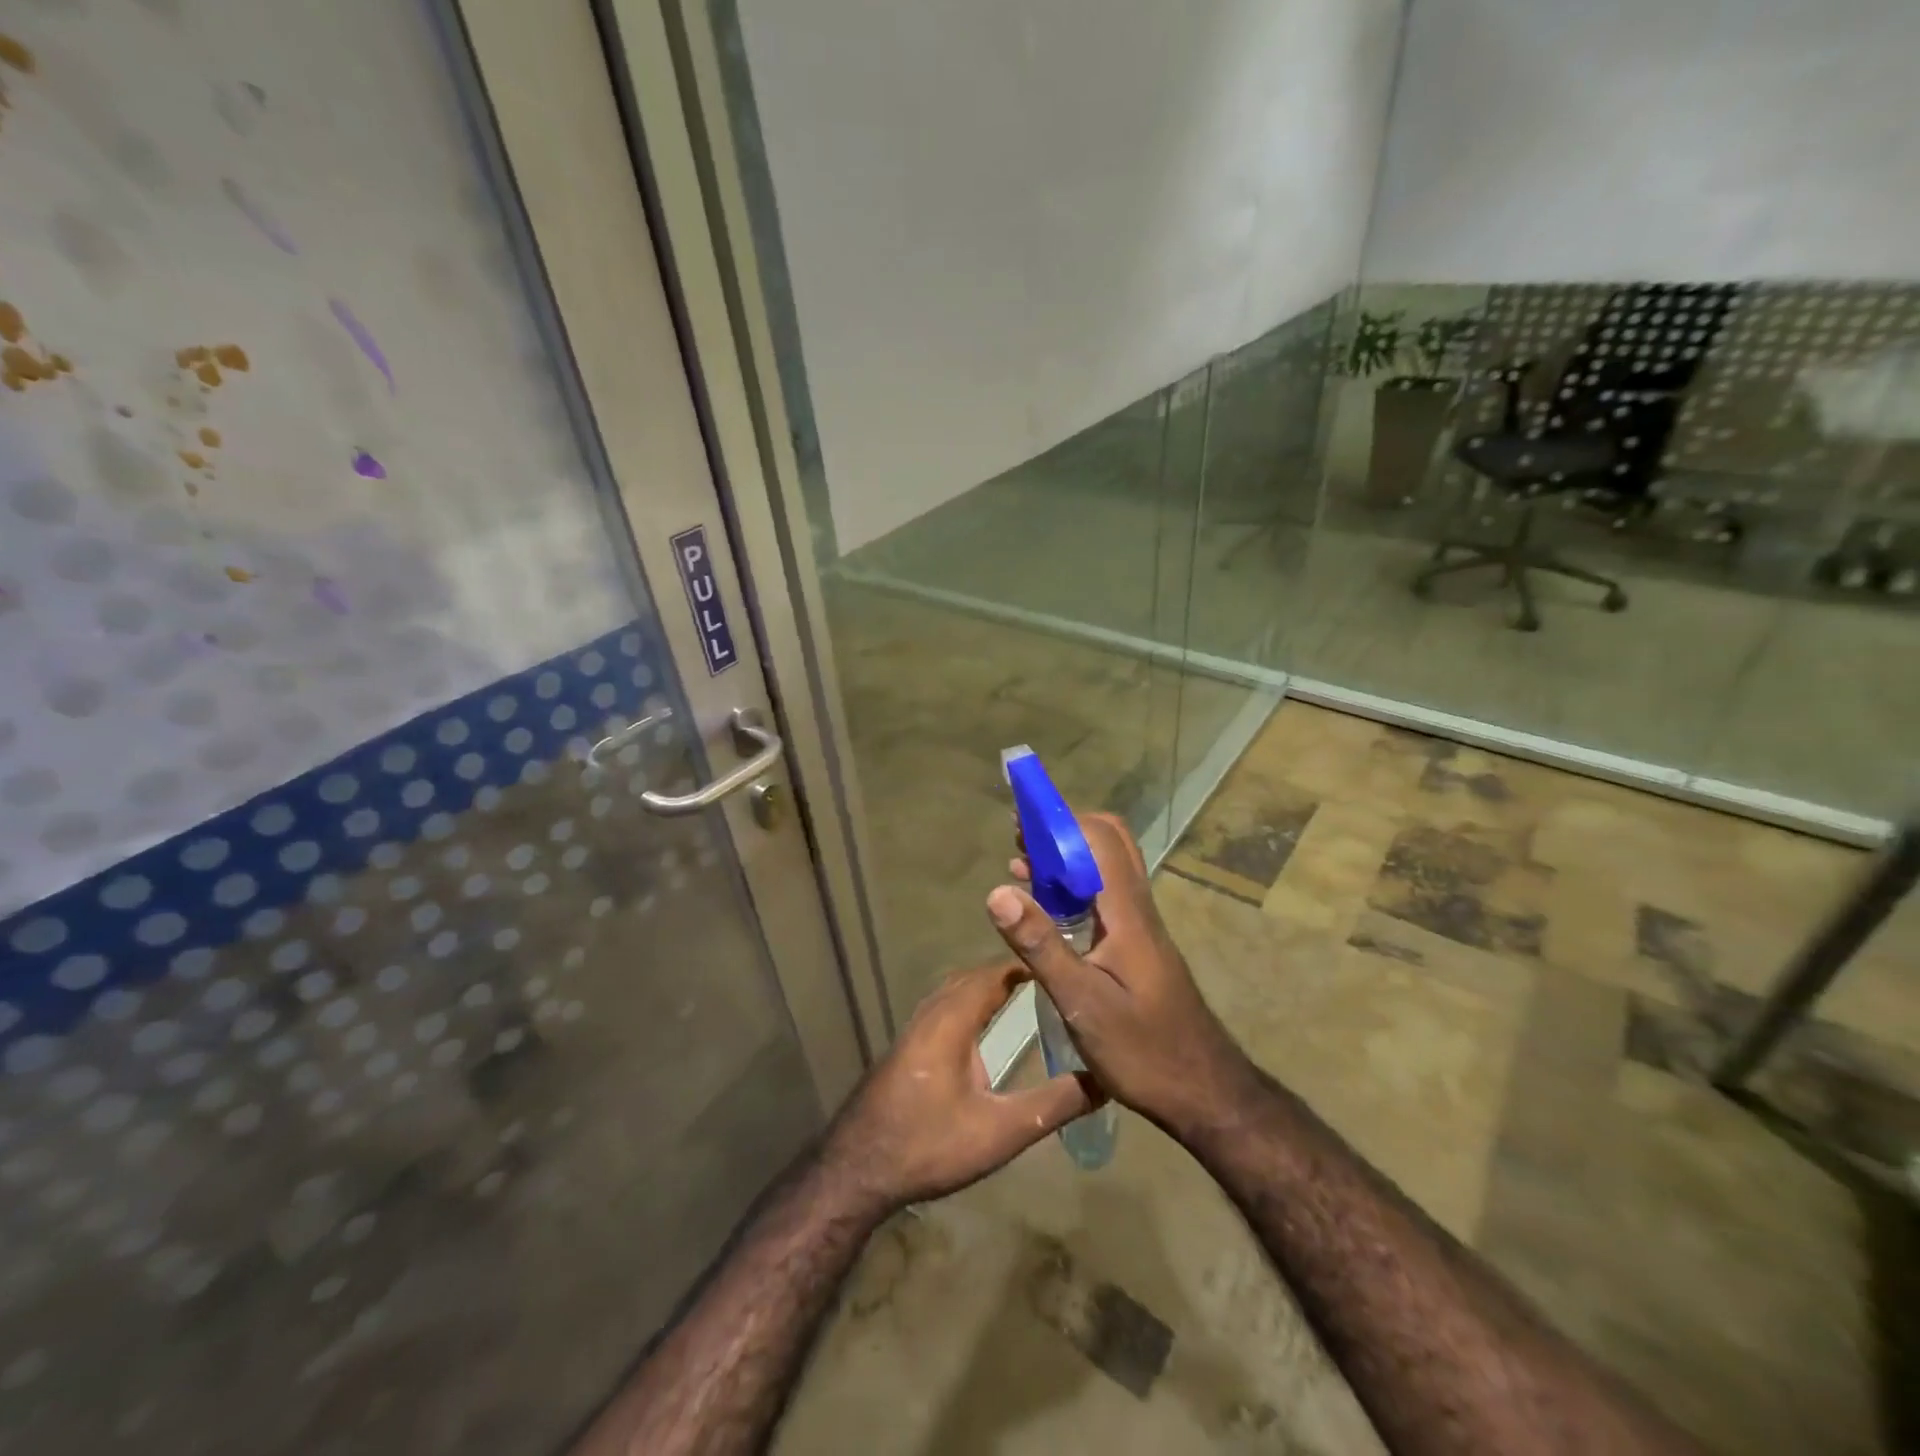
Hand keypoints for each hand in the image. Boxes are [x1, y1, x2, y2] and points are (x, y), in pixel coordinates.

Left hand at [820, 962, 1099, 1213]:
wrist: (858, 1168)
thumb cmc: (930, 1144)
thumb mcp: (1001, 1130)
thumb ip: (1052, 1104)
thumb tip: (1103, 1080)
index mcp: (953, 1019)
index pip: (994, 973)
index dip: (1027, 963)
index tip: (1060, 962)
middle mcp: (932, 1013)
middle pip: (974, 977)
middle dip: (1010, 972)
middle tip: (1049, 977)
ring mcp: (915, 1029)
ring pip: (956, 991)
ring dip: (987, 986)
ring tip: (1024, 993)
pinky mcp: (908, 1047)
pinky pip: (945, 1007)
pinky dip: (970, 1002)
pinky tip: (982, 1027)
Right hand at [990, 812, 1252, 1137]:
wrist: (1204, 1091)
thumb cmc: (1144, 1050)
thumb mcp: (1083, 1003)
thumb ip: (1041, 945)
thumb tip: (998, 891)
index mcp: (1126, 912)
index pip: (1099, 838)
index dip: (1060, 820)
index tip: (1021, 822)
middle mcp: (1135, 907)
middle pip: (1107, 842)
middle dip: (1062, 831)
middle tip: (1021, 842)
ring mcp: (1138, 926)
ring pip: (1103, 868)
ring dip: (1064, 858)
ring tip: (1020, 867)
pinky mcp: (1135, 945)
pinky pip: (1102, 896)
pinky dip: (1071, 887)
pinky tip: (1044, 910)